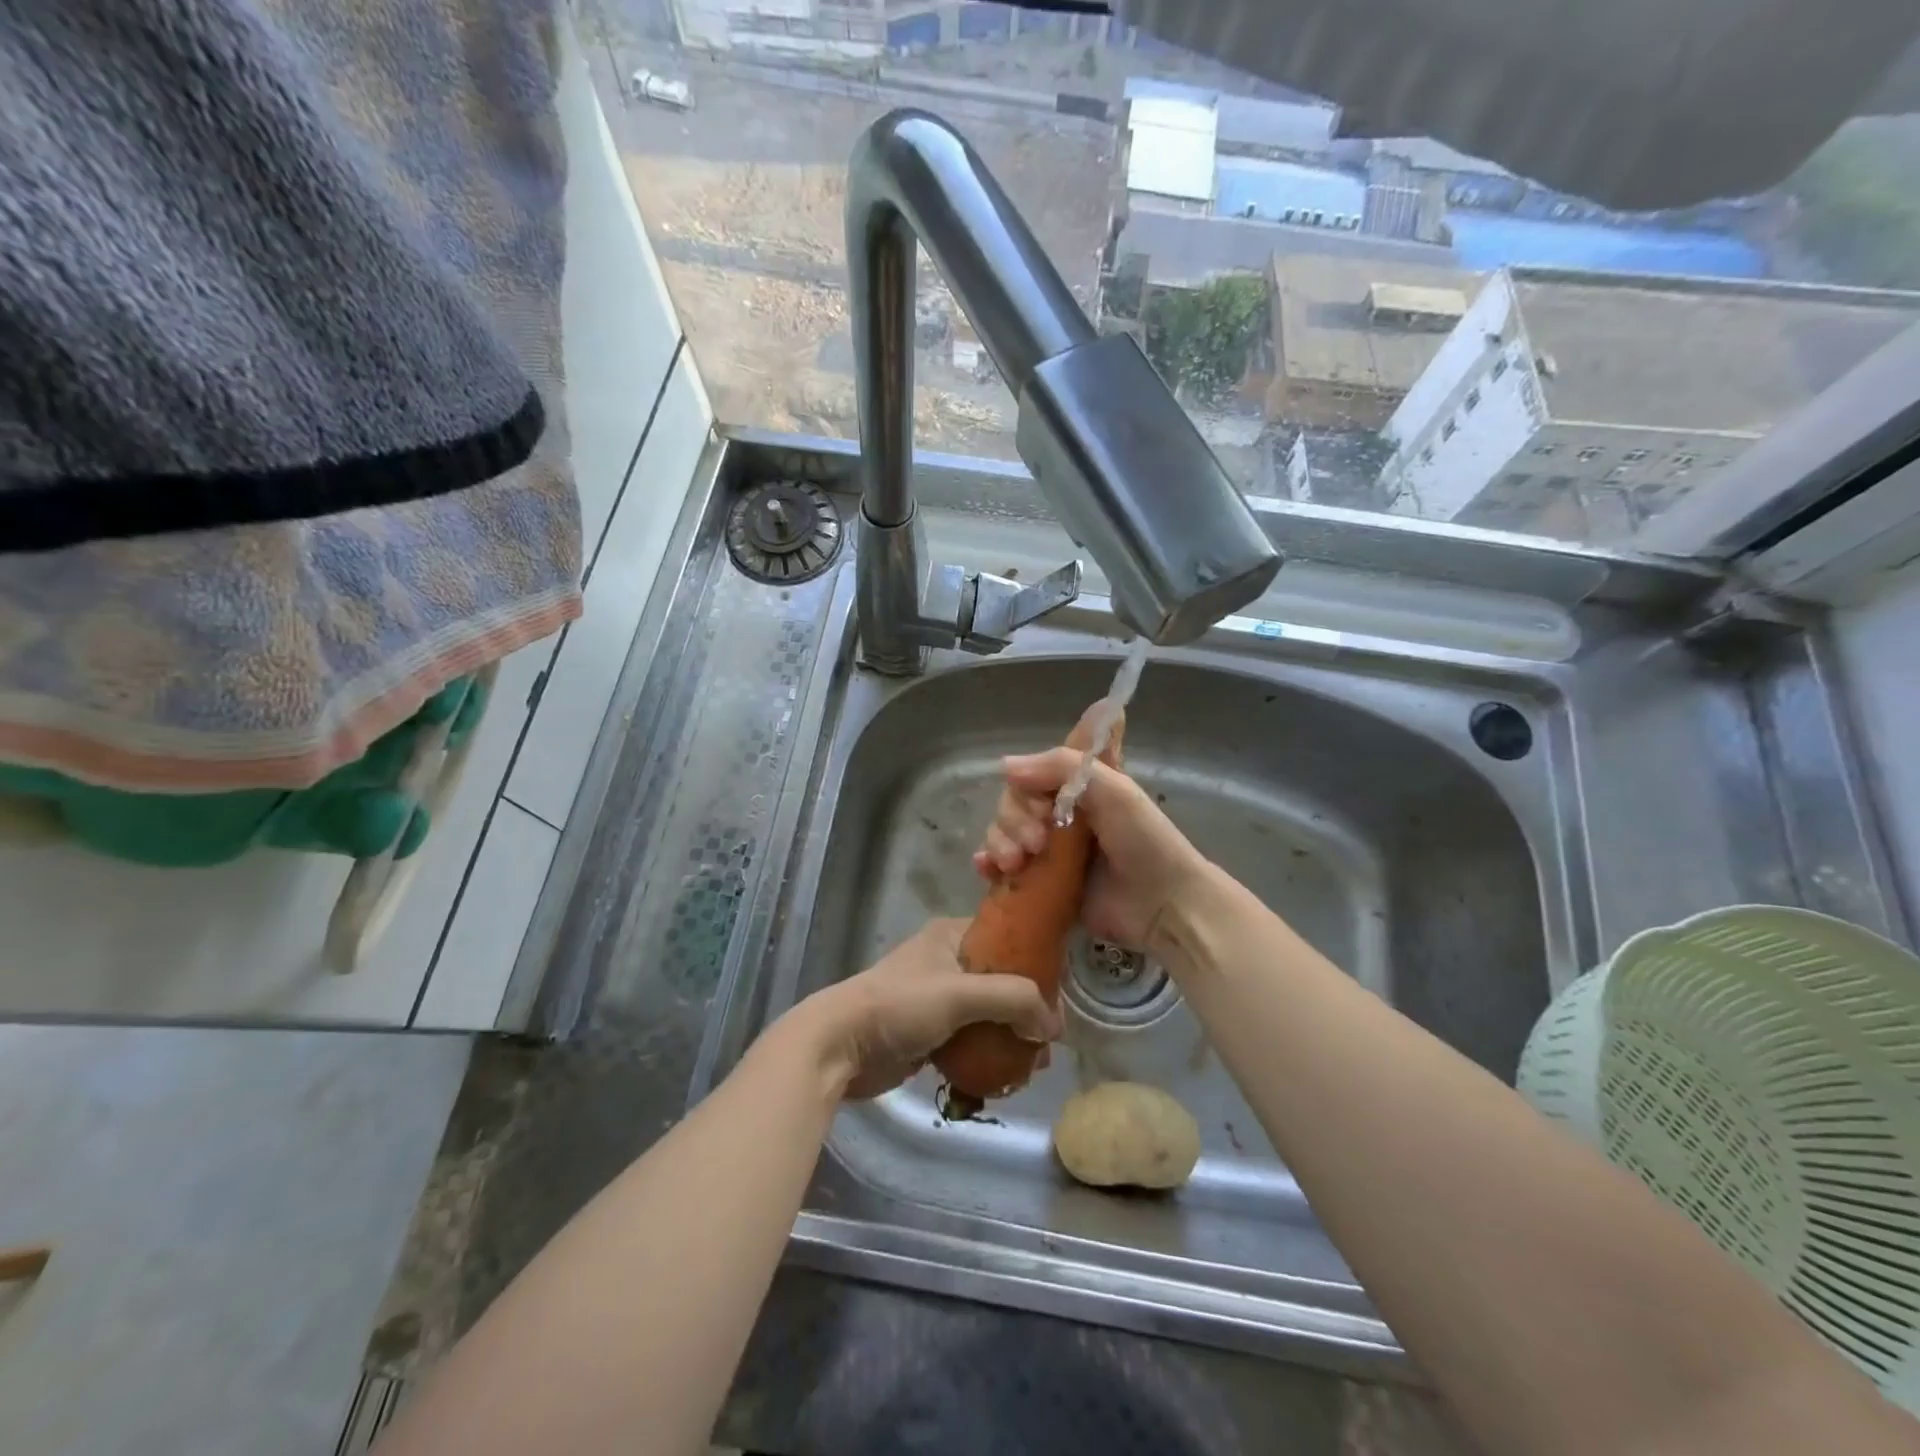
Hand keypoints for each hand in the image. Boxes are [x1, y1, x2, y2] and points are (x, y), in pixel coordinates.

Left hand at [791, 919, 1061, 1099]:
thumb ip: (1012, 1000)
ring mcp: (938, 998)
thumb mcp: (960, 993)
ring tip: (1032, 1065)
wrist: (839, 1046)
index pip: (1009, 939)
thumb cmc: (899, 1006)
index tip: (1059, 1000)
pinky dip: (988, 1054)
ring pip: (989, 1014)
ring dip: (1011, 1037)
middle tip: (1046, 1043)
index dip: (1038, 966)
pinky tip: (1005, 1076)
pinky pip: (971, 1039)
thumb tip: (1052, 1026)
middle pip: (1003, 981)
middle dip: (1027, 1011)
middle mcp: (948, 961)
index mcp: (953, 936)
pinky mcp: (929, 1032)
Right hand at [972, 749, 1211, 955]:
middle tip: (1037, 842)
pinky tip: (988, 868)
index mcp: (1077, 787)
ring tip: (1017, 862)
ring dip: (1000, 842)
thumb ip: (1062, 767)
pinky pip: (1000, 869)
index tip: (1040, 802)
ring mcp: (1047, 851)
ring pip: (1002, 834)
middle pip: (1011, 804)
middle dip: (1014, 820)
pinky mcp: (1040, 885)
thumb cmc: (1144, 841)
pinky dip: (988, 864)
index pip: (1032, 773)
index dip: (1027, 783)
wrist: (1163, 906)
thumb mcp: (1113, 789)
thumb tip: (1004, 766)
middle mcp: (1059, 814)